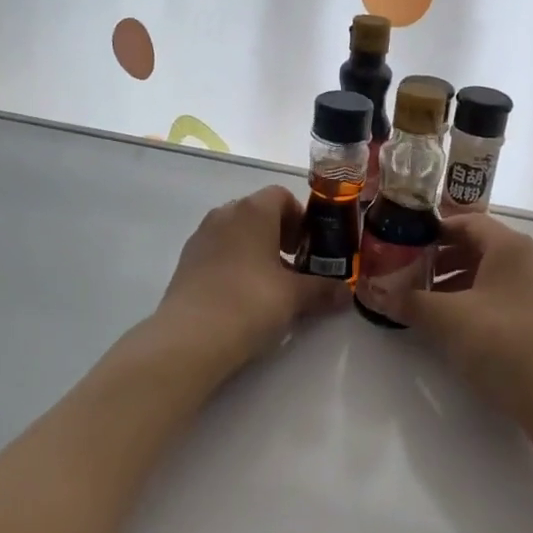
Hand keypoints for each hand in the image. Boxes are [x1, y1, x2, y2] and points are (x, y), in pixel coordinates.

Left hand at [154, 186, 343, 369]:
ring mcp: (201, 236)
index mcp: (253, 210)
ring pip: (236, 232)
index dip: (300, 217)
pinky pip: (218, 251)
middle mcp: (225, 214)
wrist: (191, 337)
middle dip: (279, 234)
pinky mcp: (186, 261)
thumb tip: (346, 294)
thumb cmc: (250, 302)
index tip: (308, 247)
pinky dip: (234, 263)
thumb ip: (323, 289)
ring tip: (269, 284)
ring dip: (256, 249)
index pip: (281, 196)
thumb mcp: (295, 296)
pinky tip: (242, 296)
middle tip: (294, 266)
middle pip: (258, 212)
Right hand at [396, 214, 532, 426]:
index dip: (432, 231)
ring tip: (422, 302)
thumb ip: (409, 301)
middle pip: (475, 247)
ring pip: (486, 274)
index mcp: (509, 246)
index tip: (403, 243)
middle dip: (438, 259)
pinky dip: (470, 301)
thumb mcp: (446, 318)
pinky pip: (497, 296)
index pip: (465, 222)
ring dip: (452, 283)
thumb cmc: (500, 340)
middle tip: (406, 273)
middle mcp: (526, 259)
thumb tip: (374, 294)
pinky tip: (450, 324)